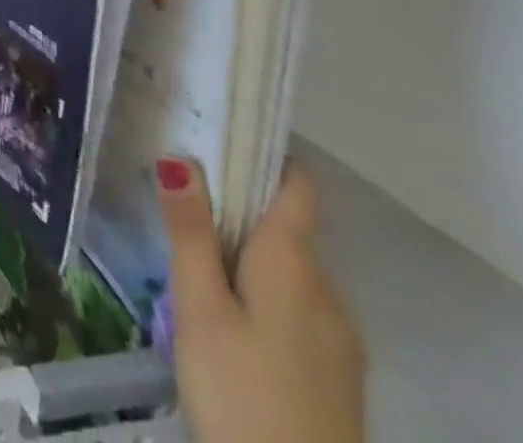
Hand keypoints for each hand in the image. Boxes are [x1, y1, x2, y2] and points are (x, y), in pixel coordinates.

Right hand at [160, 157, 365, 442]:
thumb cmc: (241, 392)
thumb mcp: (200, 307)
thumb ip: (191, 231)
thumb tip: (182, 157)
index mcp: (295, 265)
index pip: (297, 188)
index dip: (266, 154)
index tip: (223, 131)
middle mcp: (329, 293)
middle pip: (287, 229)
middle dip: (239, 209)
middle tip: (182, 198)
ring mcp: (340, 342)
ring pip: (290, 273)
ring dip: (248, 255)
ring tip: (193, 255)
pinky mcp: (337, 379)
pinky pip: (298, 310)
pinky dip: (264, 294)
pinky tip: (227, 317)